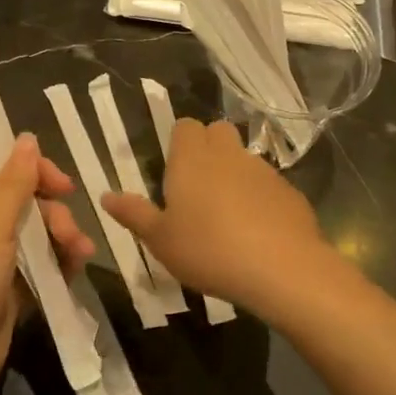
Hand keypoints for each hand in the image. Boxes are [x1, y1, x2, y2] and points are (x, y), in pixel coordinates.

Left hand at [0, 133, 95, 394]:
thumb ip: (14, 183)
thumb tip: (27, 137)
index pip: (3, 174)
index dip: (36, 174)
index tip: (65, 186)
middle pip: (27, 207)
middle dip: (55, 217)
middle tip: (71, 236)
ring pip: (38, 238)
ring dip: (62, 241)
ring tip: (80, 256)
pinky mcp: (8, 294)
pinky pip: (40, 269)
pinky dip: (58, 267)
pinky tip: (75, 271)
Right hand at [102, 118, 333, 315]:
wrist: (281, 268)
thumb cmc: (208, 250)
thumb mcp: (160, 240)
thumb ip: (134, 214)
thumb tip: (106, 195)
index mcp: (192, 158)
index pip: (185, 126)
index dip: (179, 141)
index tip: (173, 168)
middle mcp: (228, 154)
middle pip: (218, 131)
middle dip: (208, 148)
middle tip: (197, 186)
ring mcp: (263, 170)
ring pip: (244, 158)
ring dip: (234, 174)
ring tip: (226, 214)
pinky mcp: (289, 192)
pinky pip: (268, 185)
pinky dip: (260, 198)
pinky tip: (256, 231)